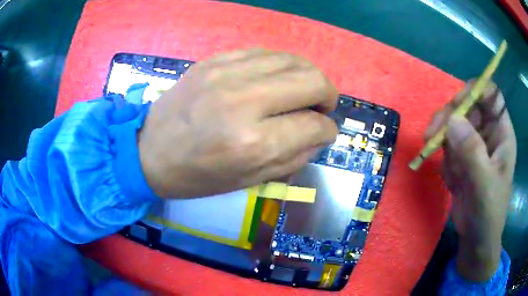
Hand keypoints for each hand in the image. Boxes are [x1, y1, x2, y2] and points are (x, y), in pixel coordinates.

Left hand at [138, 49, 338, 197]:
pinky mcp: (214, 60)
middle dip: (327, 95)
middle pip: (312, 80)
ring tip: (302, 92)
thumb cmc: (197, 176)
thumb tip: (321, 134)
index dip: (327, 130)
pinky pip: (265, 52)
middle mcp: (244, 100)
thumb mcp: (249, 181)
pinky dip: (281, 66)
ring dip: (307, 76)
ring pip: (293, 60)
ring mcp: (226, 72)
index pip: (314, 126)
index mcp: (252, 143)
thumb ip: (294, 157)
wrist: (149, 151)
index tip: (324, 132)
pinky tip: (276, 80)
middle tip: (321, 108)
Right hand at [424, 81, 515, 281]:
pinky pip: (448, 144)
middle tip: (434, 133)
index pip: (492, 96)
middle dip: (451, 116)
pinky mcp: (462, 157)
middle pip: (468, 106)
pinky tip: (448, 176)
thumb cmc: (488, 214)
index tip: (458, 103)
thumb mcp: (484, 185)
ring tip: (430, 148)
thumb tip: (452, 120)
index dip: (477, 91)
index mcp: (501, 134)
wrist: (475, 240)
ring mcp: (474, 145)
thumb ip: (472, 152)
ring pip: (455, 122)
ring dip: (441, 135)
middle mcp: (488, 134)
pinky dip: (443, 156)